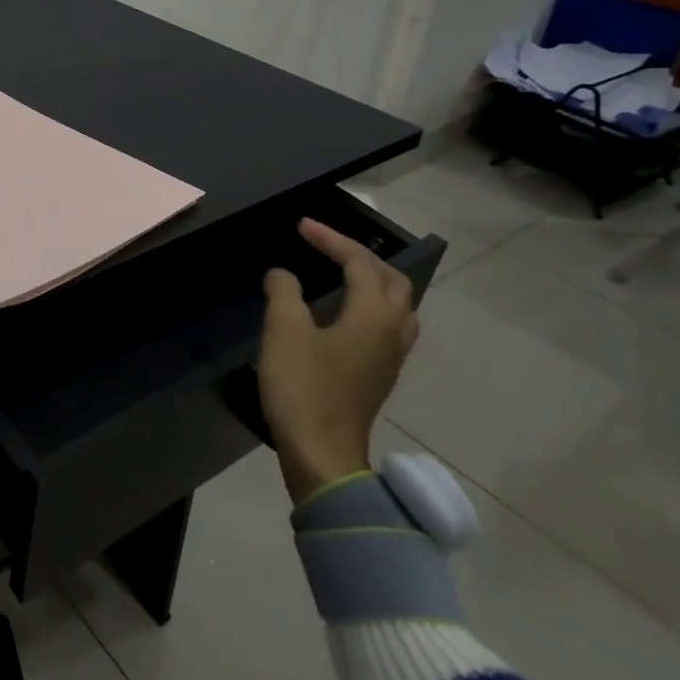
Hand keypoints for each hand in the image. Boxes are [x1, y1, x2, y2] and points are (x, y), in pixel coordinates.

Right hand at [257, 218, 419, 503]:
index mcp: (374, 315)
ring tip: (341, 273)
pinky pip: (387, 325)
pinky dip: (370, 305)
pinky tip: (345, 314)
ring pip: (396, 305)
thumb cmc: (303, 388)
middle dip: (361, 256)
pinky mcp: (380, 375)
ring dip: (373, 281)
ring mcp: (390, 357)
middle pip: (392, 281)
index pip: (360, 263)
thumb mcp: (284, 331)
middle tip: (326, 246)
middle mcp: (392, 331)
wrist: (322, 453)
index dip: (331, 239)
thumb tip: (283, 275)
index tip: (301, 226)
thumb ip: (284, 293)